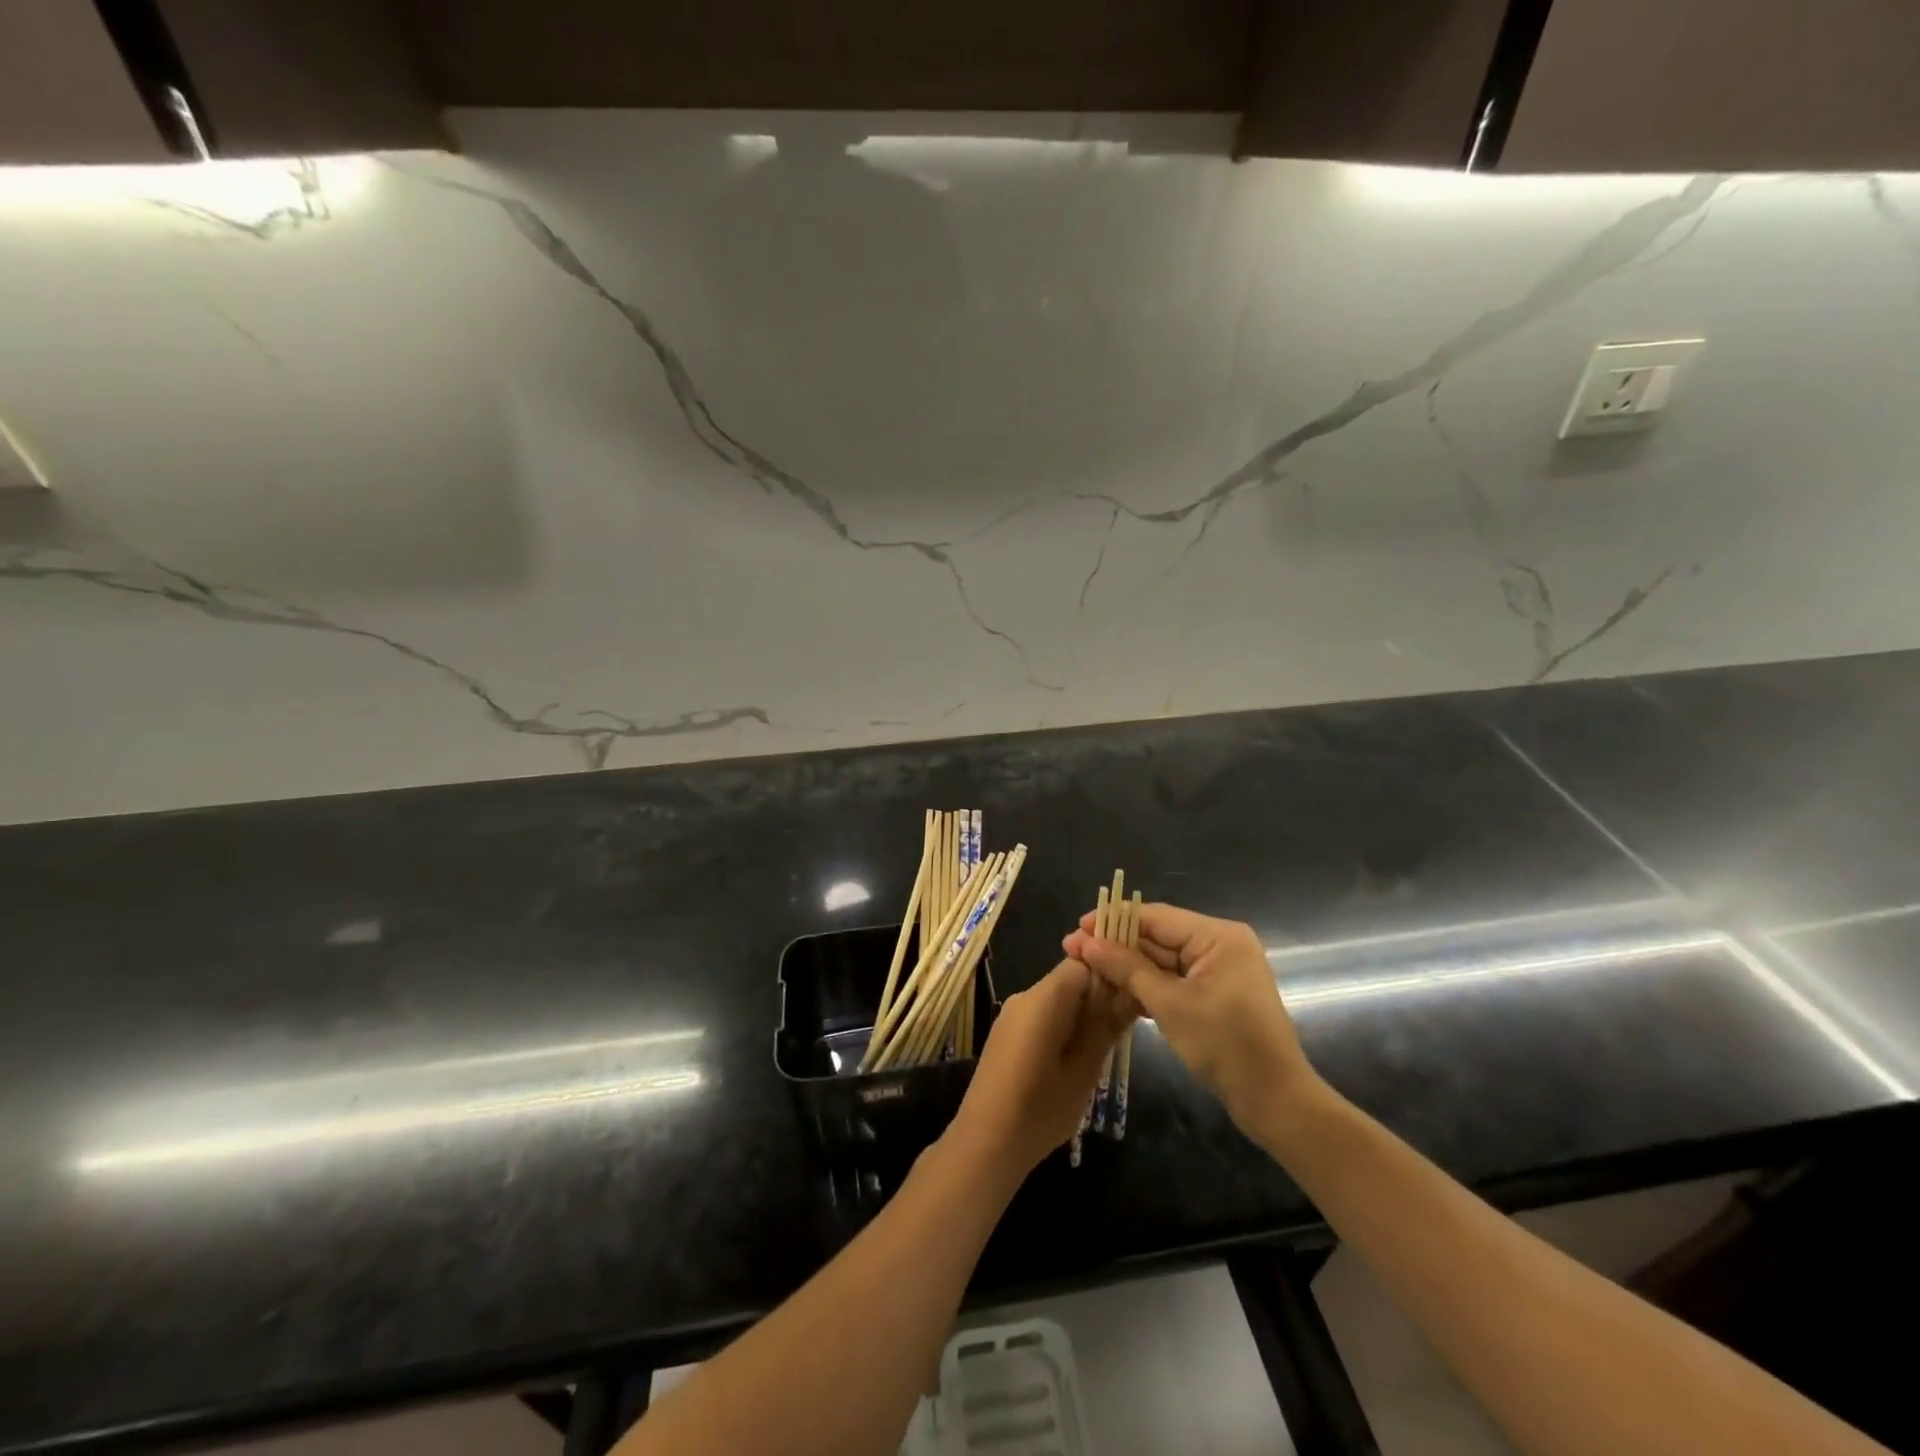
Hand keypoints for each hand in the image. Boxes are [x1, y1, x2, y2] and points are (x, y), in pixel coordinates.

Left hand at [949, 958, 1132, 1179]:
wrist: (986, 1142)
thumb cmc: (1040, 1108)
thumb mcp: (1084, 1069)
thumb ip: (1106, 1026)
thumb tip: (1129, 991)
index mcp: (1044, 997)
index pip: (1083, 963)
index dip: (1110, 974)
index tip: (1134, 995)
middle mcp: (1025, 996)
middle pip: (1070, 979)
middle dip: (1099, 996)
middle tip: (1126, 1025)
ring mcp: (1013, 1014)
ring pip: (1057, 998)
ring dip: (1083, 1014)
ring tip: (1107, 1044)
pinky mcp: (1007, 1033)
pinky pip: (1043, 1015)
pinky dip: (1064, 1026)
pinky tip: (1077, 1056)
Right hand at [1063, 903, 1317, 1140]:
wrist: (1275, 1101)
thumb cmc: (1224, 1045)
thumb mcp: (1170, 1004)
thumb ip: (1127, 968)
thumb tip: (1087, 942)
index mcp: (1218, 936)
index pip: (1155, 917)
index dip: (1113, 921)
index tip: (1076, 928)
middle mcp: (1220, 944)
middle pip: (1158, 935)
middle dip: (1116, 944)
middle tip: (1072, 950)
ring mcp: (1218, 970)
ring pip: (1163, 959)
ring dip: (1127, 966)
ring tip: (1085, 967)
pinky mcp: (1215, 993)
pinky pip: (1174, 978)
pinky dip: (1147, 984)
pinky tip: (1114, 988)